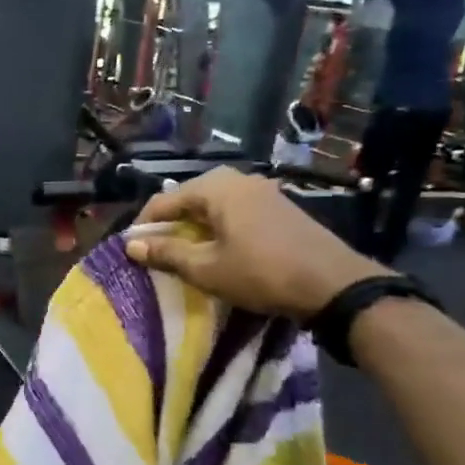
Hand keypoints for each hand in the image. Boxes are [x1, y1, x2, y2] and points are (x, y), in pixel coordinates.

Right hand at [126, 168, 383, 319]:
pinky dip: (218, 227)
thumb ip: (166, 253)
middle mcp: (238, 179)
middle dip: (169, 225)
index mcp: (216, 187)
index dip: (144, 226)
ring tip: (185, 255)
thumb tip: (131, 245)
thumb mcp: (206, 268)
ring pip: (212, 205)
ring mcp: (262, 190)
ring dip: (194, 227)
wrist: (334, 284)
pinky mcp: (278, 206)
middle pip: (188, 199)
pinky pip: (234, 211)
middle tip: (158, 253)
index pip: (163, 200)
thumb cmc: (261, 274)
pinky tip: (218, 251)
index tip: (133, 251)